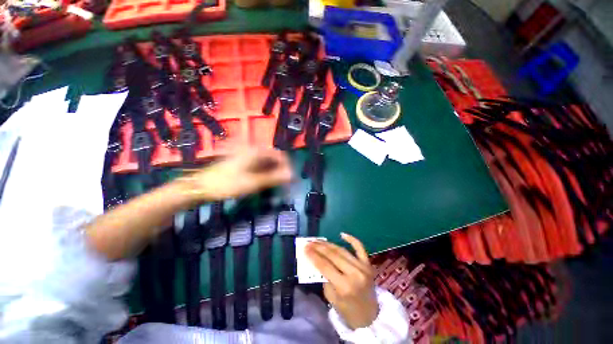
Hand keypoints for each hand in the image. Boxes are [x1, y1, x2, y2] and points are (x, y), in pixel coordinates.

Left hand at [178, 148, 291, 201]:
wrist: (202, 186)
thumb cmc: (227, 184)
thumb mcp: (253, 182)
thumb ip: (274, 178)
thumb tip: (292, 175)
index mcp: (256, 151)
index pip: (280, 155)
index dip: (287, 166)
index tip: (290, 179)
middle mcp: (253, 149)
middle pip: (274, 158)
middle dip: (280, 170)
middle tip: (283, 183)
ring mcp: (247, 154)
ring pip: (267, 161)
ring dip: (273, 171)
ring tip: (275, 184)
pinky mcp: (243, 160)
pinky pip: (259, 164)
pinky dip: (265, 172)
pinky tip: (264, 180)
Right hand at [305, 233, 378, 329]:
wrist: (370, 316)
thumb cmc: (347, 310)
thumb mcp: (331, 297)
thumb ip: (324, 277)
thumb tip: (317, 260)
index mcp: (344, 286)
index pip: (325, 266)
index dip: (313, 255)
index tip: (305, 248)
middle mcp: (354, 274)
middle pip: (333, 255)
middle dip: (319, 247)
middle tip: (310, 242)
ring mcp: (363, 267)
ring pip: (342, 250)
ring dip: (329, 244)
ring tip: (318, 240)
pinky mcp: (368, 263)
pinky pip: (360, 248)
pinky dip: (351, 239)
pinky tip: (342, 234)